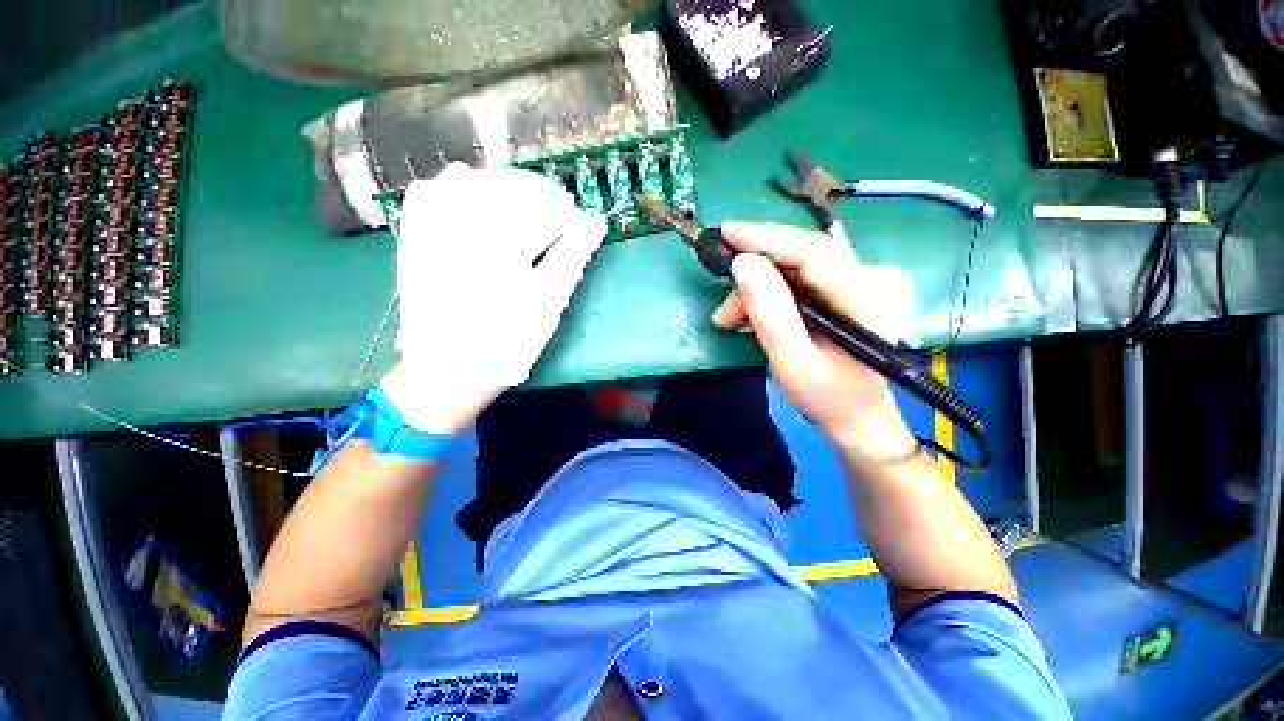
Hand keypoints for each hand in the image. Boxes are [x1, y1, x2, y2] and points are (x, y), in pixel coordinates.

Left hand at [383, 164, 606, 432]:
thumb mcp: (548, 305)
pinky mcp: (413, 241)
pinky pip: (424, 197)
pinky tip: (466, 195)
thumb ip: (571, 259)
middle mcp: (464, 229)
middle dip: (538, 194)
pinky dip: (448, 189)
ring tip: (519, 204)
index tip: (579, 221)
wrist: (449, 370)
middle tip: (556, 209)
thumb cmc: (508, 342)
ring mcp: (432, 231)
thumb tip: (594, 225)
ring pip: (466, 182)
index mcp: (503, 247)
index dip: (565, 212)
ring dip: (500, 187)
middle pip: (506, 189)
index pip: (541, 209)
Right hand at [711, 222, 917, 460]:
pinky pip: (803, 275)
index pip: (811, 252)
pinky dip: (773, 291)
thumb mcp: (791, 363)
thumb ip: (770, 313)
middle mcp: (876, 276)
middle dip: (754, 274)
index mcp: (869, 297)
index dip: (766, 238)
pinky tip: (753, 312)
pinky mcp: (854, 284)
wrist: (858, 414)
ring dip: (759, 287)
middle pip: (802, 256)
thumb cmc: (827, 396)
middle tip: (723, 307)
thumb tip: (743, 263)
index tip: (726, 233)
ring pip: (797, 265)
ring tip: (731, 318)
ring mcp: (867, 278)